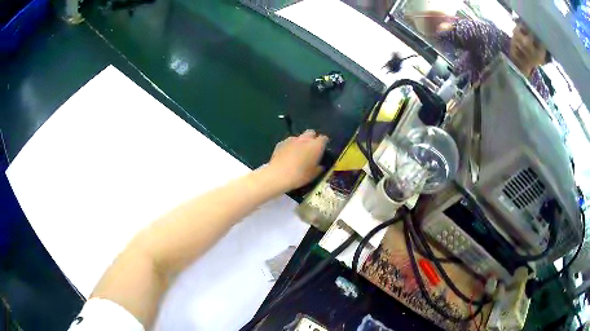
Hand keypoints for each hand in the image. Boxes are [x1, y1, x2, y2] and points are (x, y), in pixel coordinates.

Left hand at [267, 130, 328, 190]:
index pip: (324, 138)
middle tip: (311, 149)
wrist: (278, 175)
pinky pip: (288, 142)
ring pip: (299, 137)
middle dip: (312, 138)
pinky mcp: (281, 143)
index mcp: (316, 146)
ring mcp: (291, 139)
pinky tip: (287, 155)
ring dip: (300, 142)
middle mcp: (305, 139)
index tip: (323, 149)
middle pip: (311, 132)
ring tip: (298, 152)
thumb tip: (320, 166)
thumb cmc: (300, 176)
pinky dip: (290, 146)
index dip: (324, 143)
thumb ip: (319, 168)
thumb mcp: (313, 175)